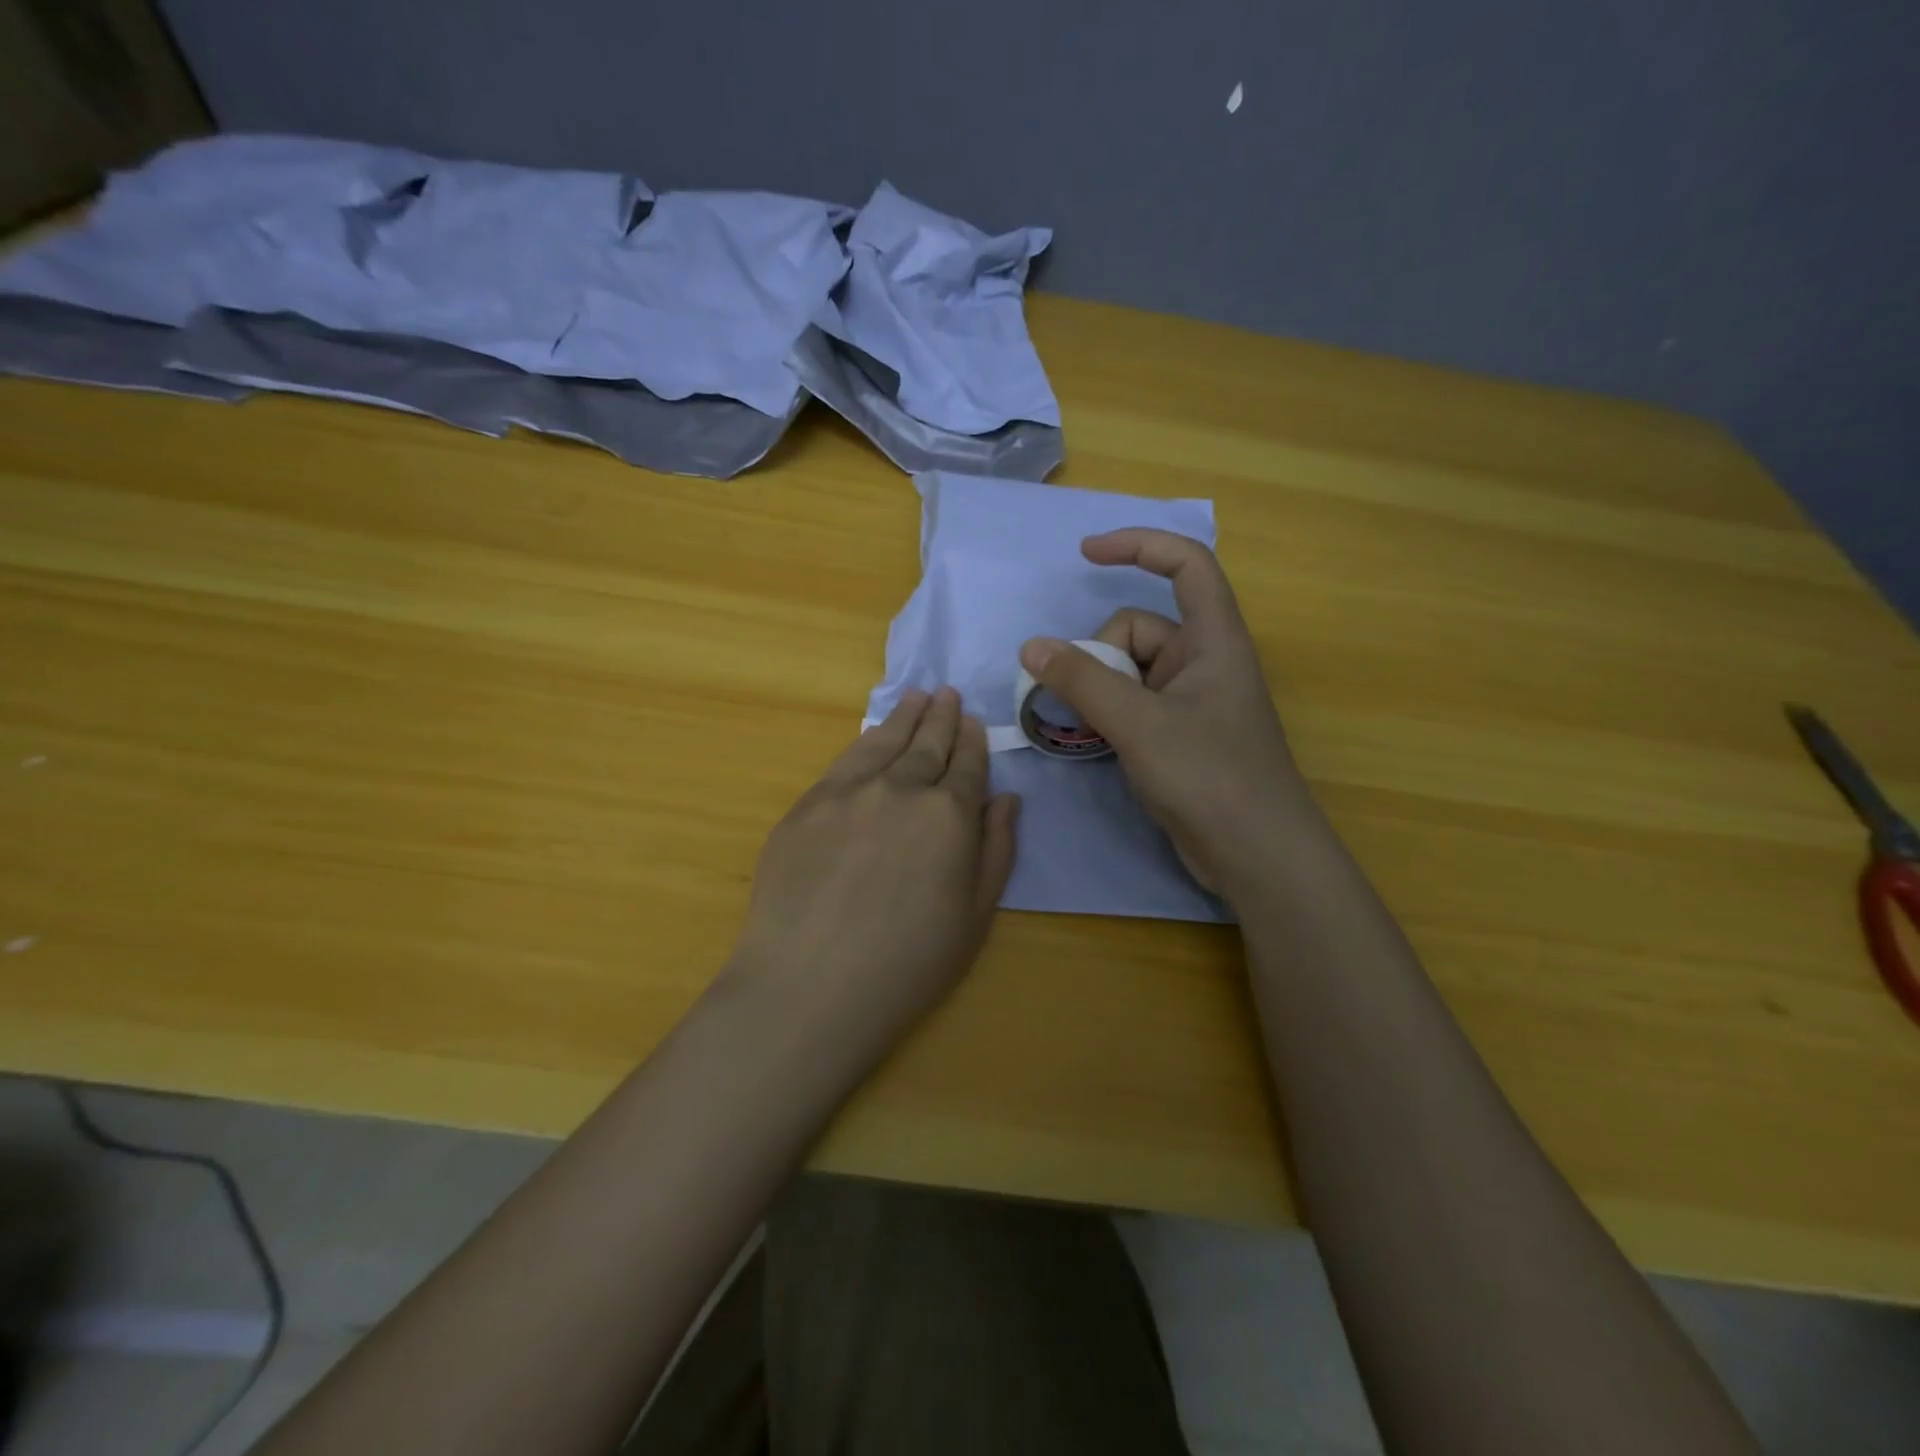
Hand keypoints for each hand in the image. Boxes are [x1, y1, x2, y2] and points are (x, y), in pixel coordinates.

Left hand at [722, 688, 1019, 1063]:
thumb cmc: (907, 964)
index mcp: (949, 816)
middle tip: (948, 693)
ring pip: (884, 741)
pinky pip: (844, 761)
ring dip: (905, 717)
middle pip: (927, 743)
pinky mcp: (807, 805)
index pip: (966, 765)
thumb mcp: (975, 916)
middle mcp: (901, 789)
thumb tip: (1006, 798)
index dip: (972, 741)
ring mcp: (848, 792)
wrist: (810, 986)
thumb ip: (996, 850)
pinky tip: (872, 736)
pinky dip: (865, 741)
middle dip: (941, 716)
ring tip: (916, 697)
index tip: (973, 721)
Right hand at [1019, 529, 1309, 895]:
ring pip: (1127, 672)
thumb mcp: (1139, 724)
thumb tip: (1032, 647)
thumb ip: (1083, 682)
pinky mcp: (1177, 735)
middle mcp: (1202, 662)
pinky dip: (1106, 716)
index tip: (1087, 553)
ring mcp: (1189, 701)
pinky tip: (1094, 743)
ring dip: (1096, 692)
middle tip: (1085, 704)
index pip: (1186, 564)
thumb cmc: (1210, 777)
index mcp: (1213, 639)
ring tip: (1086, 730)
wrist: (1257, 856)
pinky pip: (1131, 705)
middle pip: (1137, 629)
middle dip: (1099, 658)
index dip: (1139, 545)